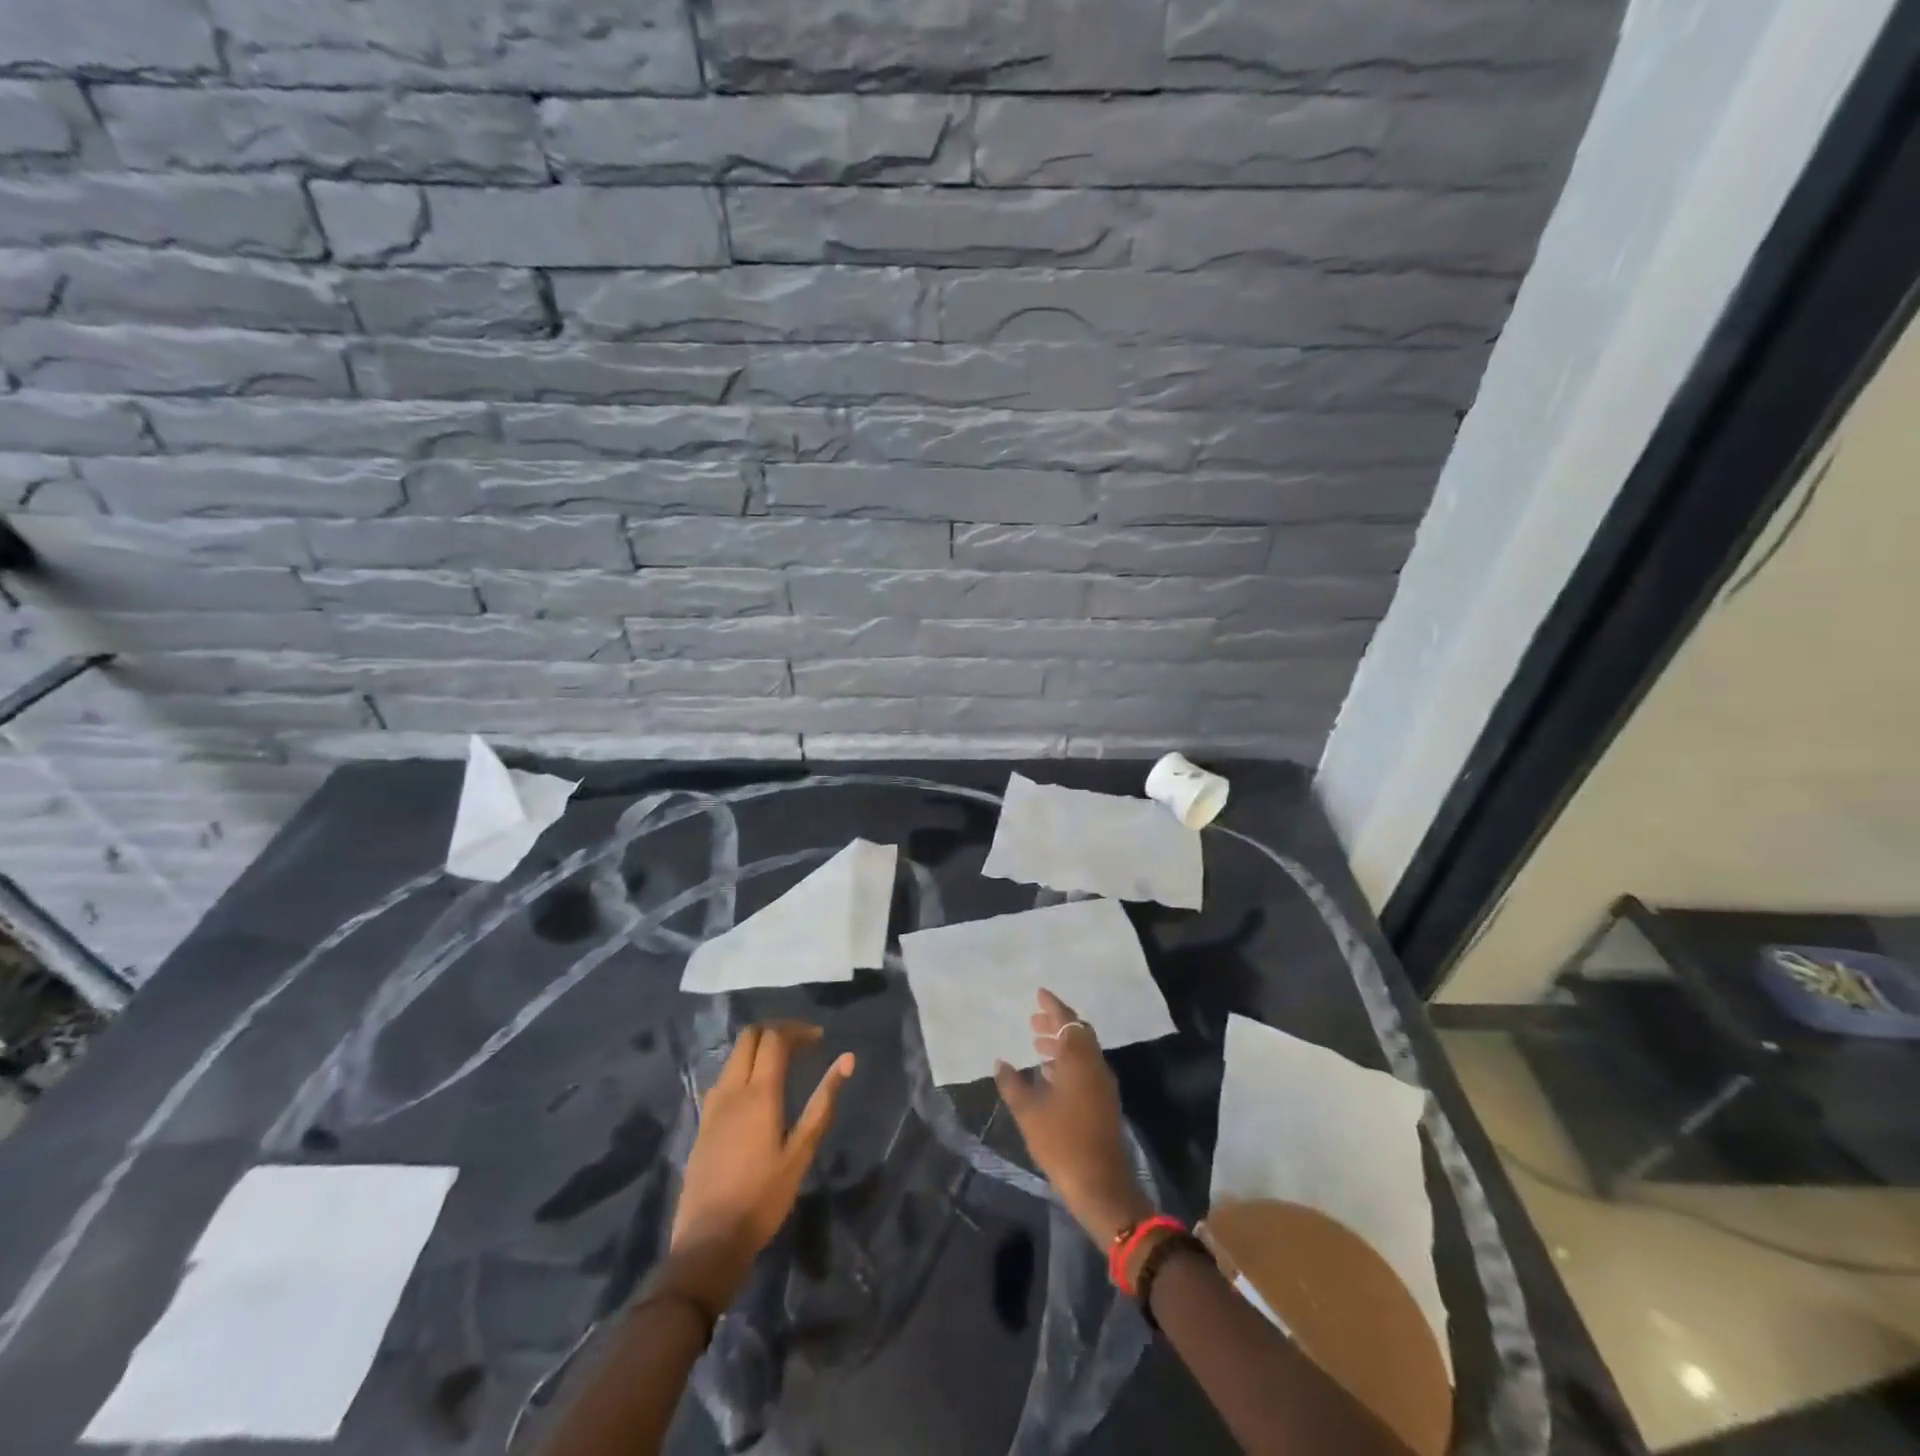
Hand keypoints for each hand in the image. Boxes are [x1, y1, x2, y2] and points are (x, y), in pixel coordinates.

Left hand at [666, 1022, 854, 1308]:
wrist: (708, 1243)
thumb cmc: (763, 1198)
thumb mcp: (801, 1153)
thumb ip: (823, 1103)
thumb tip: (847, 1060)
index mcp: (759, 1093)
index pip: (774, 1038)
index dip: (797, 1030)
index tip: (819, 1039)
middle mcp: (732, 1090)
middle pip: (749, 1037)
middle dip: (776, 1031)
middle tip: (801, 1045)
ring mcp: (712, 1106)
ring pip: (733, 1056)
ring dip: (758, 1049)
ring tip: (783, 1066)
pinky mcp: (703, 1124)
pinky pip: (724, 1078)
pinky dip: (743, 1069)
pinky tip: (756, 1094)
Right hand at [994, 990, 1153, 1246]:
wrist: (1101, 1185)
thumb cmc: (1062, 1143)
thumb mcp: (1029, 1113)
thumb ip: (1013, 1084)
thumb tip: (1000, 1062)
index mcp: (1079, 1061)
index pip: (1067, 1021)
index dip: (1053, 1006)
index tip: (1039, 994)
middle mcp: (1095, 1065)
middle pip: (1078, 1033)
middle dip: (1057, 1024)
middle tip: (1034, 1021)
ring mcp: (1103, 1084)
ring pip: (1083, 1051)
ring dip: (1062, 1043)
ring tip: (1037, 1045)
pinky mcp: (1105, 1101)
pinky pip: (1086, 1067)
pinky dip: (1069, 1061)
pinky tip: (1050, 1074)